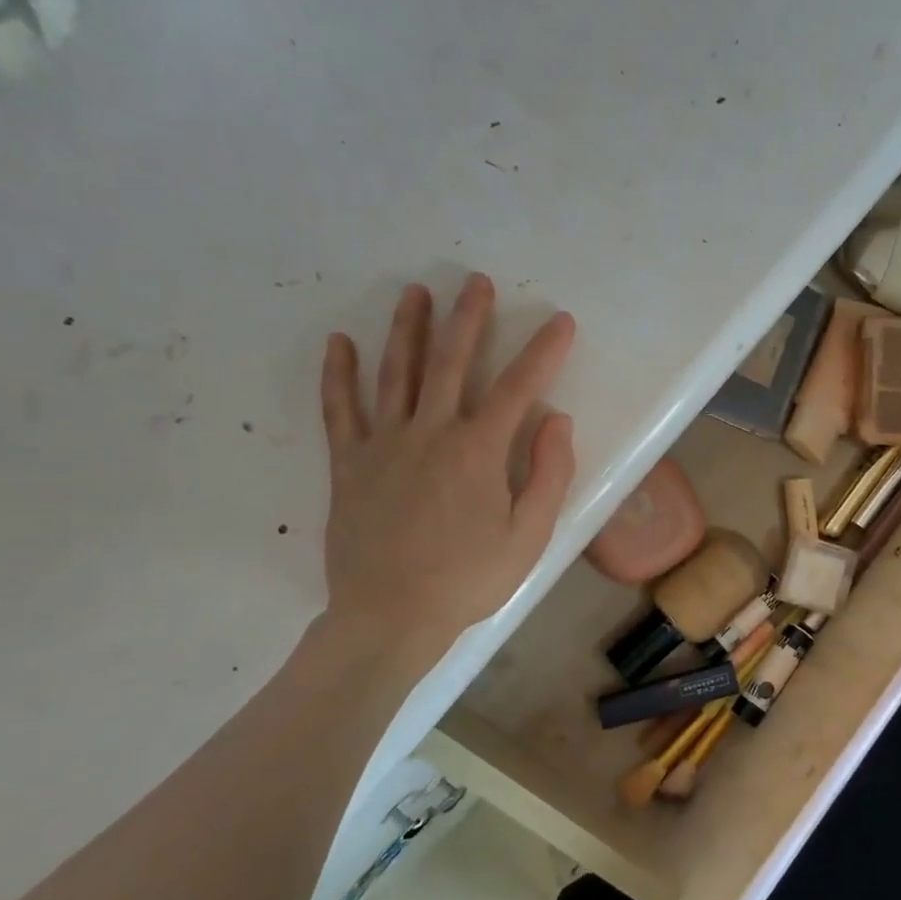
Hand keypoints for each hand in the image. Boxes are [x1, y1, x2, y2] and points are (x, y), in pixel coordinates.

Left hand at [318, 274, 576, 663]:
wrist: (390, 617)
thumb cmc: (468, 580)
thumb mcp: (529, 537)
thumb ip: (549, 475)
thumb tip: (555, 420)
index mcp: (478, 452)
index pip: (517, 387)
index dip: (543, 352)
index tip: (561, 321)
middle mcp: (430, 433)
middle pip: (449, 363)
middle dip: (468, 319)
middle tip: (476, 282)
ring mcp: (383, 445)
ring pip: (395, 373)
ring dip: (407, 329)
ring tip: (416, 292)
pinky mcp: (348, 464)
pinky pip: (340, 409)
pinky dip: (339, 374)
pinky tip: (340, 343)